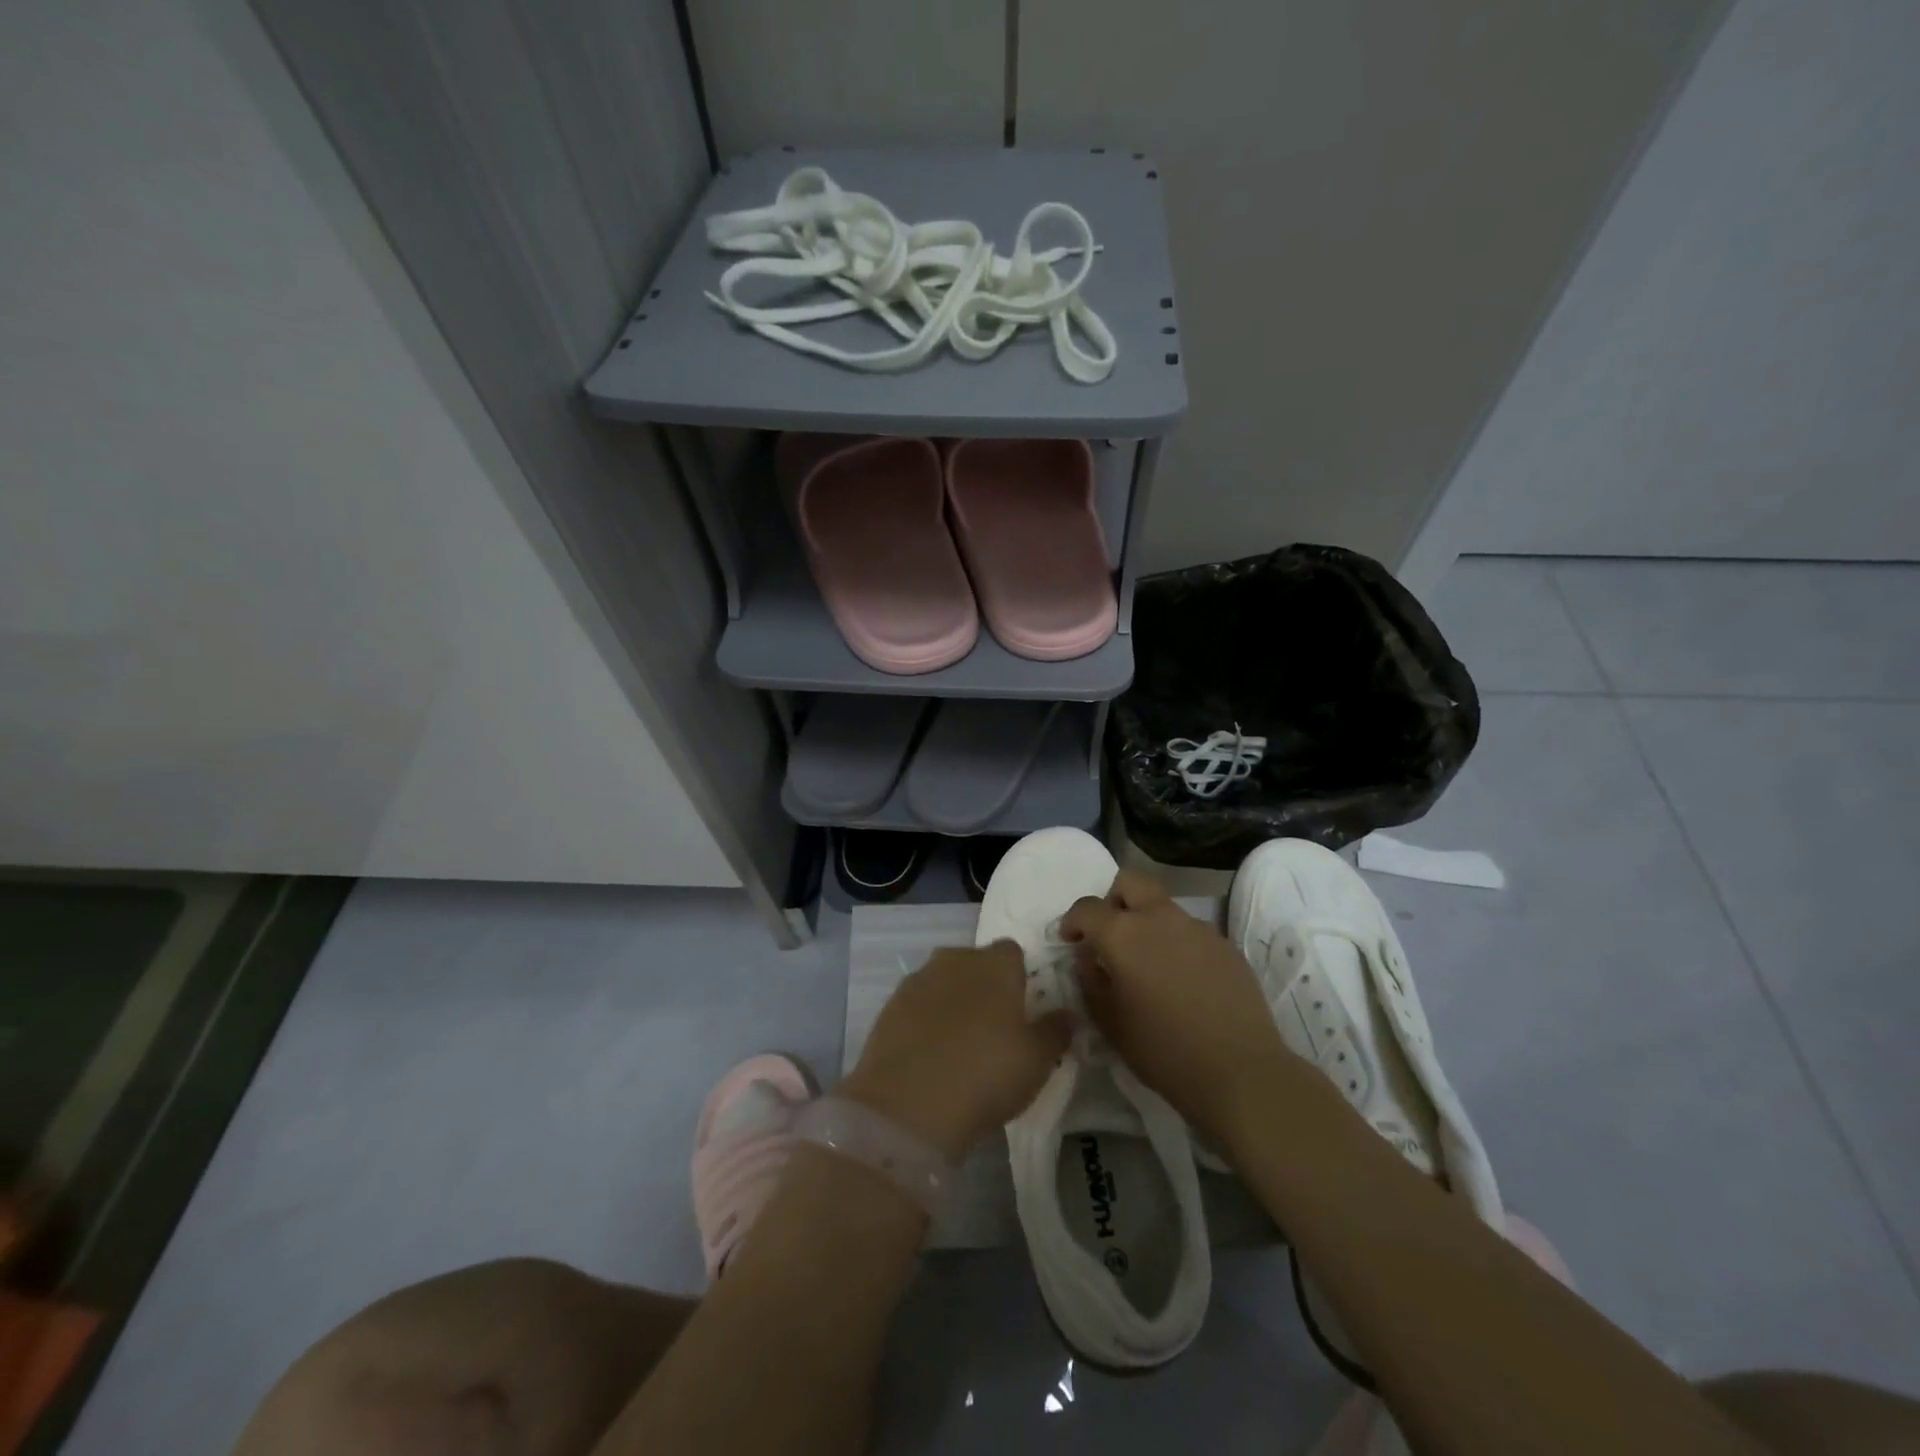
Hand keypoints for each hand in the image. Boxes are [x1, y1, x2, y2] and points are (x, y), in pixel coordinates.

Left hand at [839, 943, 1069, 1160]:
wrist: (908, 1104)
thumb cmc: (986, 1074)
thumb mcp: (1038, 1060)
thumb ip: (1056, 1031)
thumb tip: (1068, 1014)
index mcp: (996, 964)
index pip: (1013, 952)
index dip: (1020, 977)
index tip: (1024, 1009)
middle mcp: (955, 959)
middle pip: (976, 963)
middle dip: (985, 986)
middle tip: (994, 1029)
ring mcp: (918, 980)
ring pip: (944, 981)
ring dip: (953, 1002)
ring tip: (960, 1045)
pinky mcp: (889, 1005)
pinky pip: (917, 1004)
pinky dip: (925, 1020)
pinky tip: (930, 1054)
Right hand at [1062, 869, 1292, 1148]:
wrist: (1240, 1072)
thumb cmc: (1162, 1050)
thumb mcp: (1109, 1022)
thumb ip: (1090, 980)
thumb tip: (1088, 958)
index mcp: (1124, 934)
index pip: (1087, 908)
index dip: (1072, 921)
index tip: (1070, 941)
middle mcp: (1160, 918)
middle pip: (1130, 882)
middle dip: (1113, 900)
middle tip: (1110, 934)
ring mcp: (1198, 928)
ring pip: (1163, 907)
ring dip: (1148, 923)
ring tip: (1150, 965)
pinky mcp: (1226, 946)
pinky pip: (1191, 932)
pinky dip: (1177, 945)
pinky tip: (1183, 982)